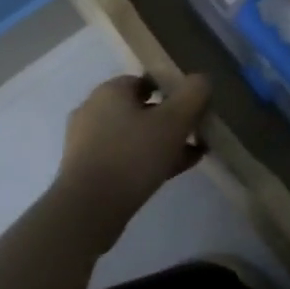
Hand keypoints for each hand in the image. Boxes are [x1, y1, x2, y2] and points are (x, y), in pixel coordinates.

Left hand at [56, 73, 211, 219]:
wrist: (89, 208)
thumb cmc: (133, 155)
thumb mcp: (174, 121)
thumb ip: (193, 95)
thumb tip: (202, 79)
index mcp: (110, 91)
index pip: (145, 80)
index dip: (172, 90)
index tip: (194, 107)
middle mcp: (93, 110)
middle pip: (141, 109)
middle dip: (170, 120)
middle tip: (195, 133)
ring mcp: (86, 141)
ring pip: (134, 135)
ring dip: (162, 142)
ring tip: (190, 155)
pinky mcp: (86, 169)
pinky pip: (124, 157)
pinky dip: (147, 160)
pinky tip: (171, 172)